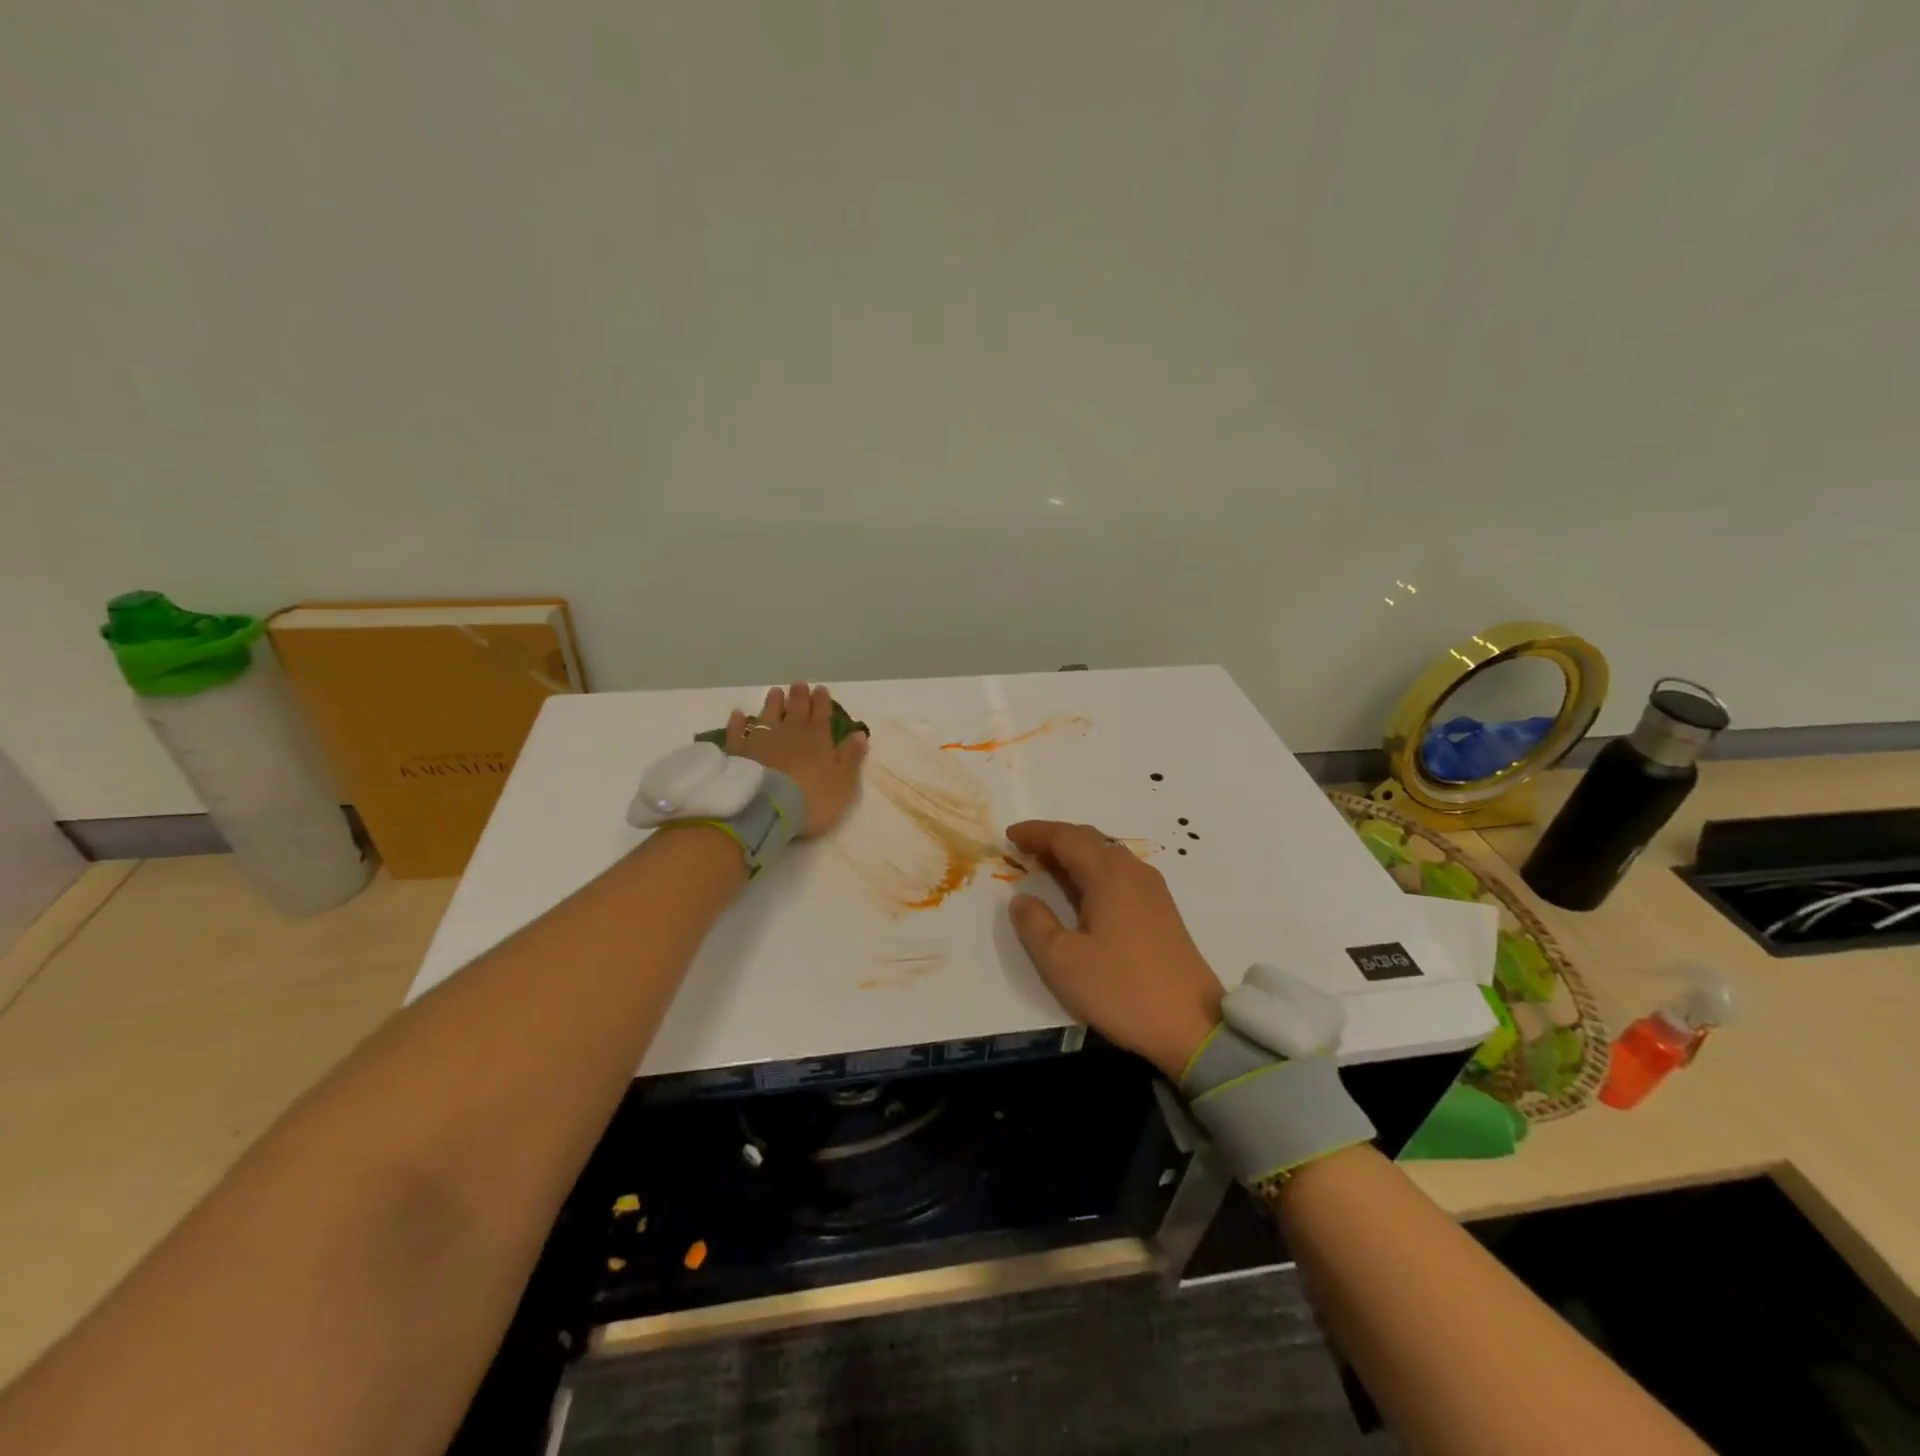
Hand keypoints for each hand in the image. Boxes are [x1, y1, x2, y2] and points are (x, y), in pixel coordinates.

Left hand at [726, 682, 868, 837]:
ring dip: (773, 703)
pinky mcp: (738, 752)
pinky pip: (738, 732)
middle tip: (799, 684)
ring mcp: (761, 740)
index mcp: (818, 740)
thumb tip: (860, 733)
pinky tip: (738, 714)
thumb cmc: (813, 799)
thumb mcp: (843, 782)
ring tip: (775, 691)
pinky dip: (738, 722)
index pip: (822, 715)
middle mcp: (790, 733)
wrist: (767, 809)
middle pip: (796, 711)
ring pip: (768, 715)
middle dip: (799, 697)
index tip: (821, 689)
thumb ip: (851, 757)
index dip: (822, 702)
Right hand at [1005, 820, 1224, 1078]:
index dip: (1035, 832)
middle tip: (1023, 848)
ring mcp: (1152, 890)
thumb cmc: (1121, 989)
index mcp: (1108, 874)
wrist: (1192, 1026)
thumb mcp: (1062, 961)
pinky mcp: (1161, 911)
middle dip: (1053, 839)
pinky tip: (1080, 893)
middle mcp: (1132, 871)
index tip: (1008, 835)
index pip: (1065, 837)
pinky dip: (1091, 872)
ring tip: (1046, 867)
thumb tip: (1021, 898)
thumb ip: (1034, 924)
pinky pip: (1118, 874)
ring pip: (1106, 856)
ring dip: (1074, 855)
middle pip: (1088, 840)